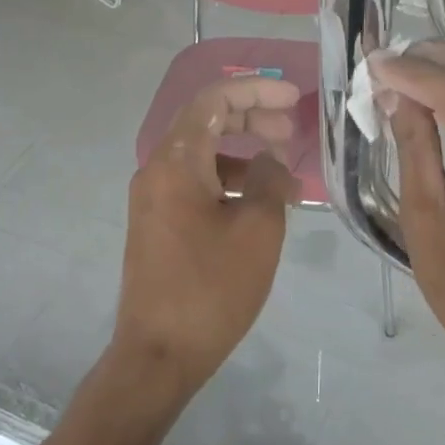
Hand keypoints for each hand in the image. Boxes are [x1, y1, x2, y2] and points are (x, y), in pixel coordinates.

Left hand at [112, 77, 300, 391]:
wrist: (158, 354)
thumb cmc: (211, 288)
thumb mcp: (257, 230)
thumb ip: (267, 181)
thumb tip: (269, 160)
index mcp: (176, 162)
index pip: (213, 100)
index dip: (255, 90)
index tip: (292, 98)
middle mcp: (156, 171)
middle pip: (205, 123)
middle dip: (250, 118)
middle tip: (289, 131)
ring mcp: (152, 199)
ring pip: (201, 156)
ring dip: (241, 154)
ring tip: (281, 175)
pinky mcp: (156, 224)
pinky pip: (194, 184)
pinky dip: (226, 182)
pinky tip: (256, 203)